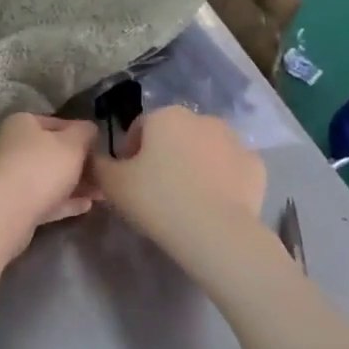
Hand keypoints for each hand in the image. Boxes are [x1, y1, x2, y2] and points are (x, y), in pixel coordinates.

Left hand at [0, 113, 100, 248]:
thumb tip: (90, 128)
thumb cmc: (42, 167)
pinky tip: (87, 206)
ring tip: (102, 192)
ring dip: (76, 184)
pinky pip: (44, 199)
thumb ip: (85, 132)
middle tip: (105, 173)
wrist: (7, 212)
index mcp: (22, 123)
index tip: (101, 147)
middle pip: (53, 152)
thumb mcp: (73, 143)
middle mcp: (12, 146)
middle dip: (81, 163)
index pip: (57, 122)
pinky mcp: (13, 204)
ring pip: (49, 178)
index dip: (81, 133)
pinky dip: (64, 201)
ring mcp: (11, 176)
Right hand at [88, 106, 264, 262]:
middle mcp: (202, 118)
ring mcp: (235, 141)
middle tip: (156, 191)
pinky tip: (213, 204)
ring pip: (205, 150)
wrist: (216, 232)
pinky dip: (222, 180)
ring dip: (194, 165)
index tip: (129, 181)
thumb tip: (92, 157)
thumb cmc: (158, 201)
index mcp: (166, 116)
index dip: (130, 154)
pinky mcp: (256, 166)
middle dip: (165, 156)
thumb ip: (97, 165)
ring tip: (186, 199)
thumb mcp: (113, 185)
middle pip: (175, 136)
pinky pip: (231, 169)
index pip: (140, 129)